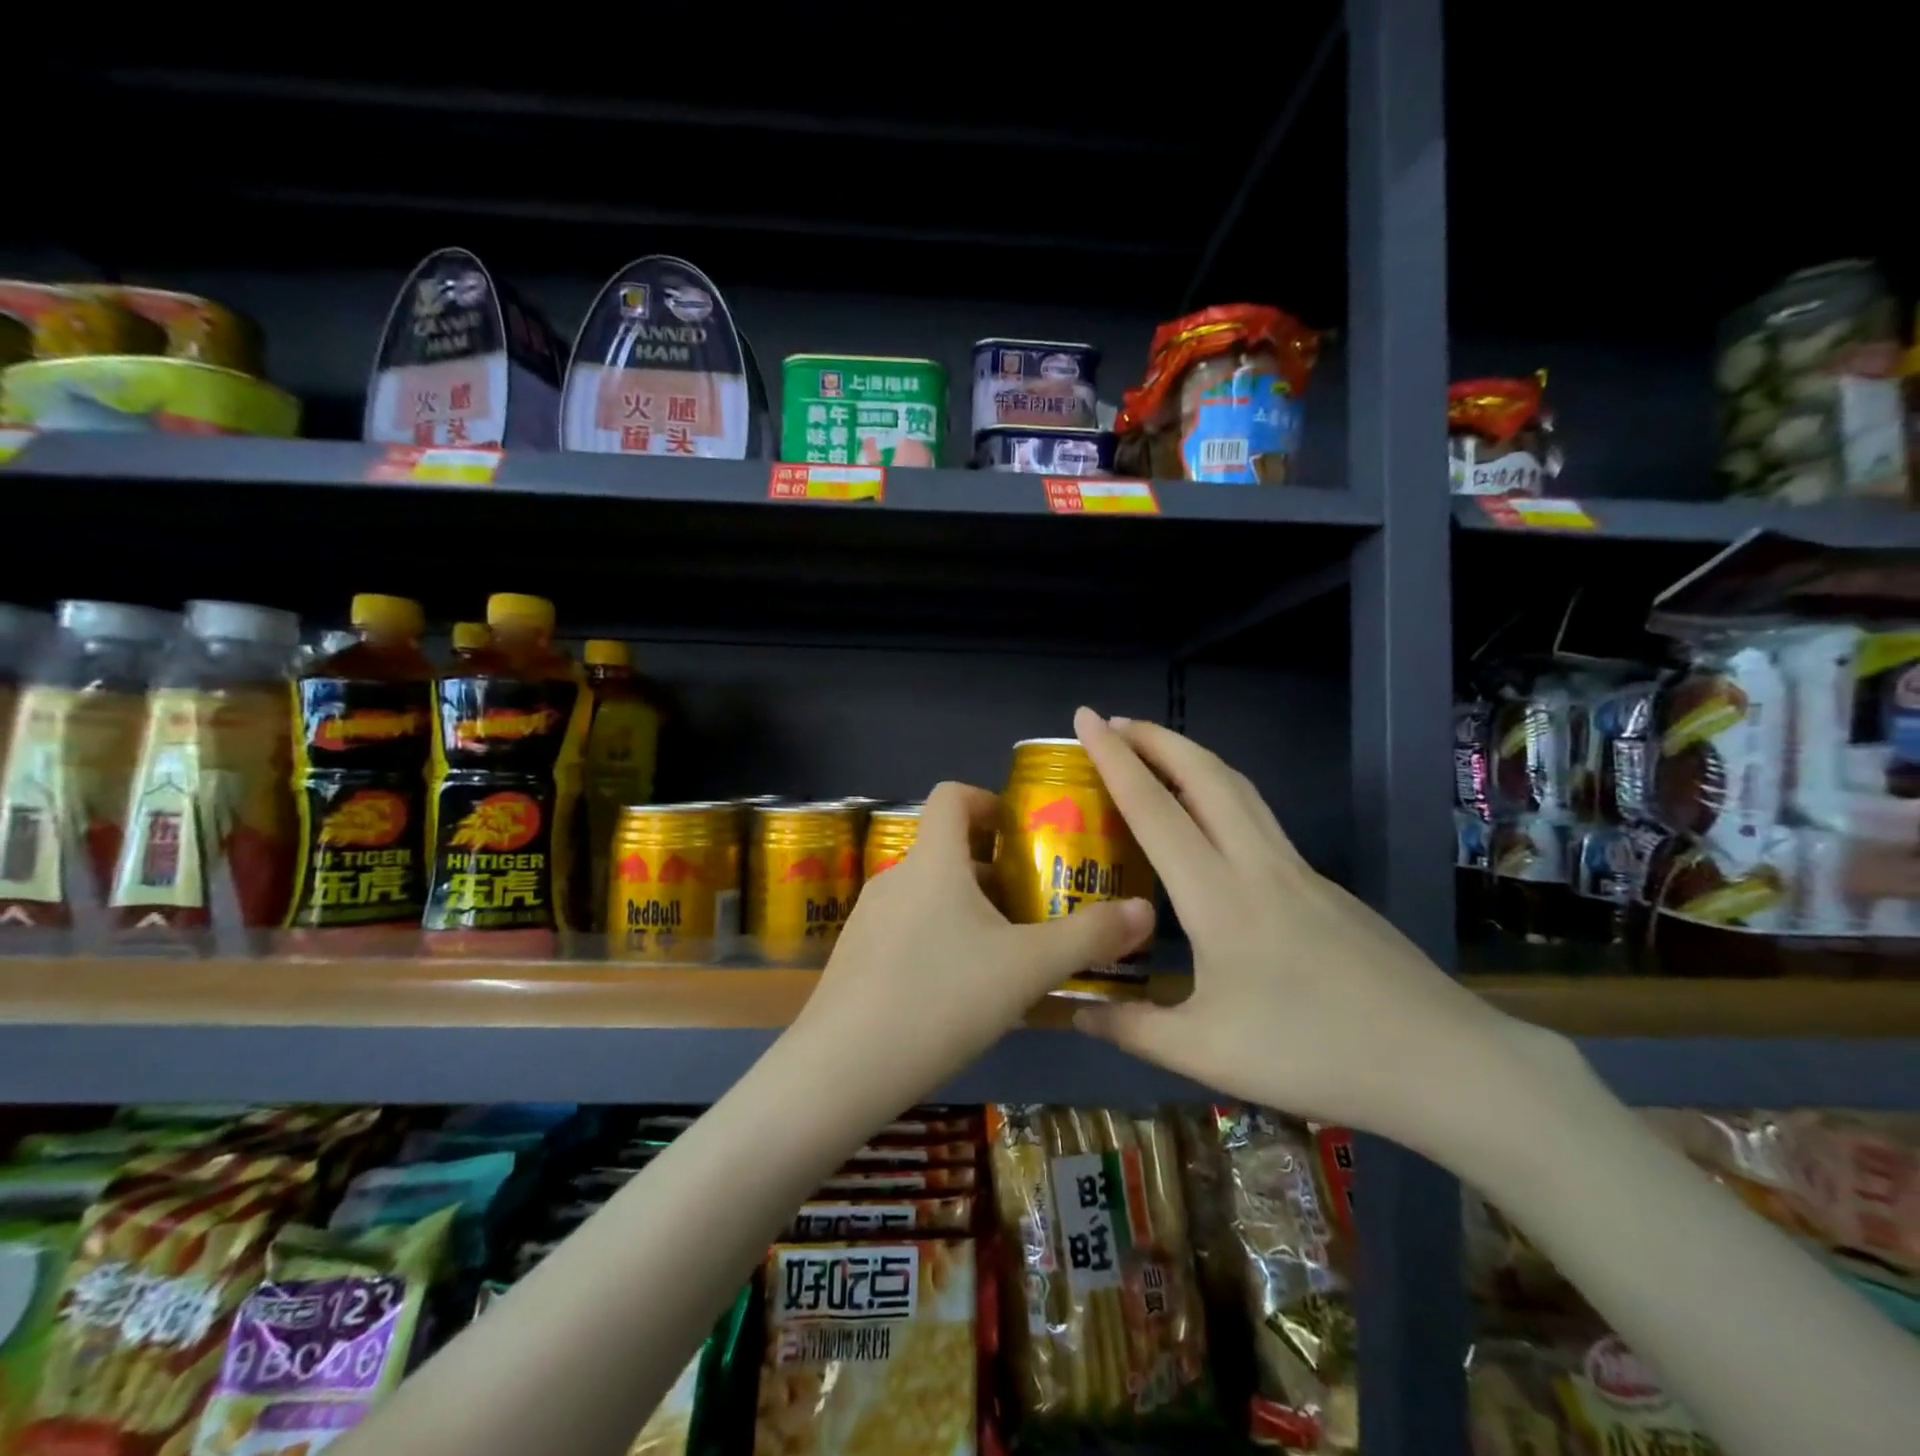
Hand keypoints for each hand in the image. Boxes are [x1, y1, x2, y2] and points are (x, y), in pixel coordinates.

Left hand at [793, 781, 1154, 1107]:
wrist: (840, 1071)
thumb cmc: (940, 998)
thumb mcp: (1027, 968)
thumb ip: (1089, 937)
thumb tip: (1146, 911)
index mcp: (933, 860)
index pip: (953, 796)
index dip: (989, 801)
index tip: (1023, 834)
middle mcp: (896, 877)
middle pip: (948, 850)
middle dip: (995, 870)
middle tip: (1036, 906)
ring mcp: (868, 918)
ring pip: (930, 895)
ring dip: (970, 910)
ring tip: (1008, 955)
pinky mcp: (855, 957)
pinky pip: (908, 930)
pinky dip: (940, 940)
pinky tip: (960, 994)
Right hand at [1069, 708, 1536, 1149]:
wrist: (1441, 1061)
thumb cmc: (1314, 1054)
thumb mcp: (1205, 1053)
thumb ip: (1131, 1028)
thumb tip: (1071, 1012)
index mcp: (1218, 896)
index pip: (1154, 808)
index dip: (1114, 758)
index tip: (1085, 717)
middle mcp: (1257, 863)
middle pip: (1203, 774)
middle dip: (1154, 737)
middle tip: (1112, 723)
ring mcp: (1297, 868)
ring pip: (1238, 787)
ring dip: (1190, 756)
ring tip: (1153, 752)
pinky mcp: (1322, 884)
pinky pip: (1258, 816)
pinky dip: (1219, 792)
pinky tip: (1208, 822)